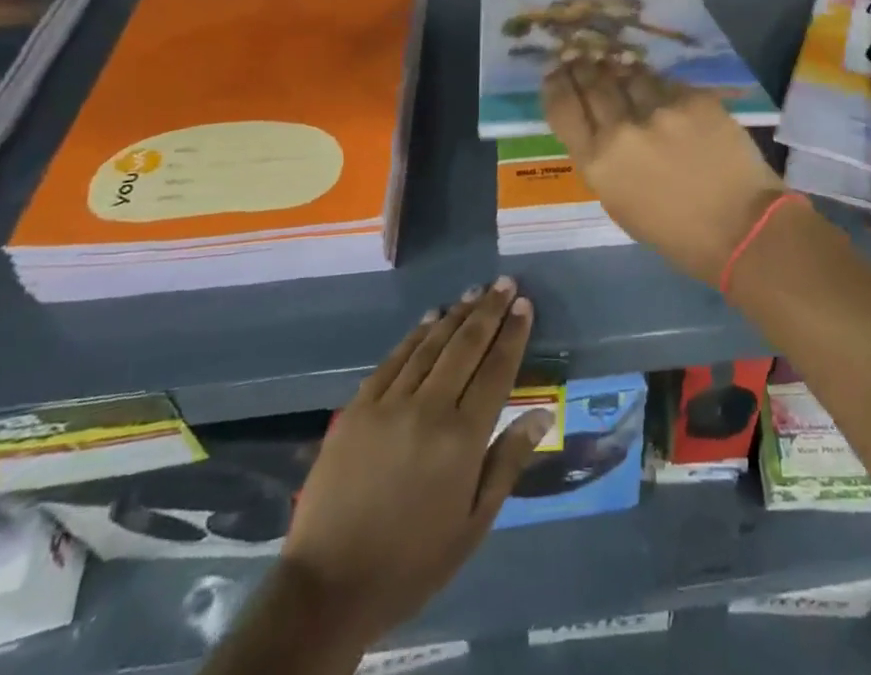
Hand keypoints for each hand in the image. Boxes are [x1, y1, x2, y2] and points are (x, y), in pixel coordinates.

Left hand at [282, 279, 551, 651]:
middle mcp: (429, 409)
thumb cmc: (412, 562)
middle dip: (489, 310)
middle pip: (466, 346)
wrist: (328, 587)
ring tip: (475, 291)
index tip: (524, 305)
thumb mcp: (473, 525)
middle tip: (505, 282)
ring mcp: (389, 404)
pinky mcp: (358, 407)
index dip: (513, 334)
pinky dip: (416, 335)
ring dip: (456, 314)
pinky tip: (430, 319)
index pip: (496, 371)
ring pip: (430, 345)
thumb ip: (507, 462)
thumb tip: (543, 414)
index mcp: (462, 440)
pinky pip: (394, 360)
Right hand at [543, 59, 784, 283]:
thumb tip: (597, 124)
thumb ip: (603, 160)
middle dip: (583, 67)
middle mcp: (621, 131)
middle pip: (593, 83)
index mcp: (597, 164)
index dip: (556, 85)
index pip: (563, 109)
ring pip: (629, 74)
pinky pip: (666, 82)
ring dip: (620, 70)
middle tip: (580, 56)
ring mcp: (659, 110)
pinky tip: (658, 87)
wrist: (740, 227)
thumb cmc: (675, 232)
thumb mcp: (619, 203)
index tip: (555, 73)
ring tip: (617, 65)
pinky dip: (658, 84)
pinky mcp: (692, 98)